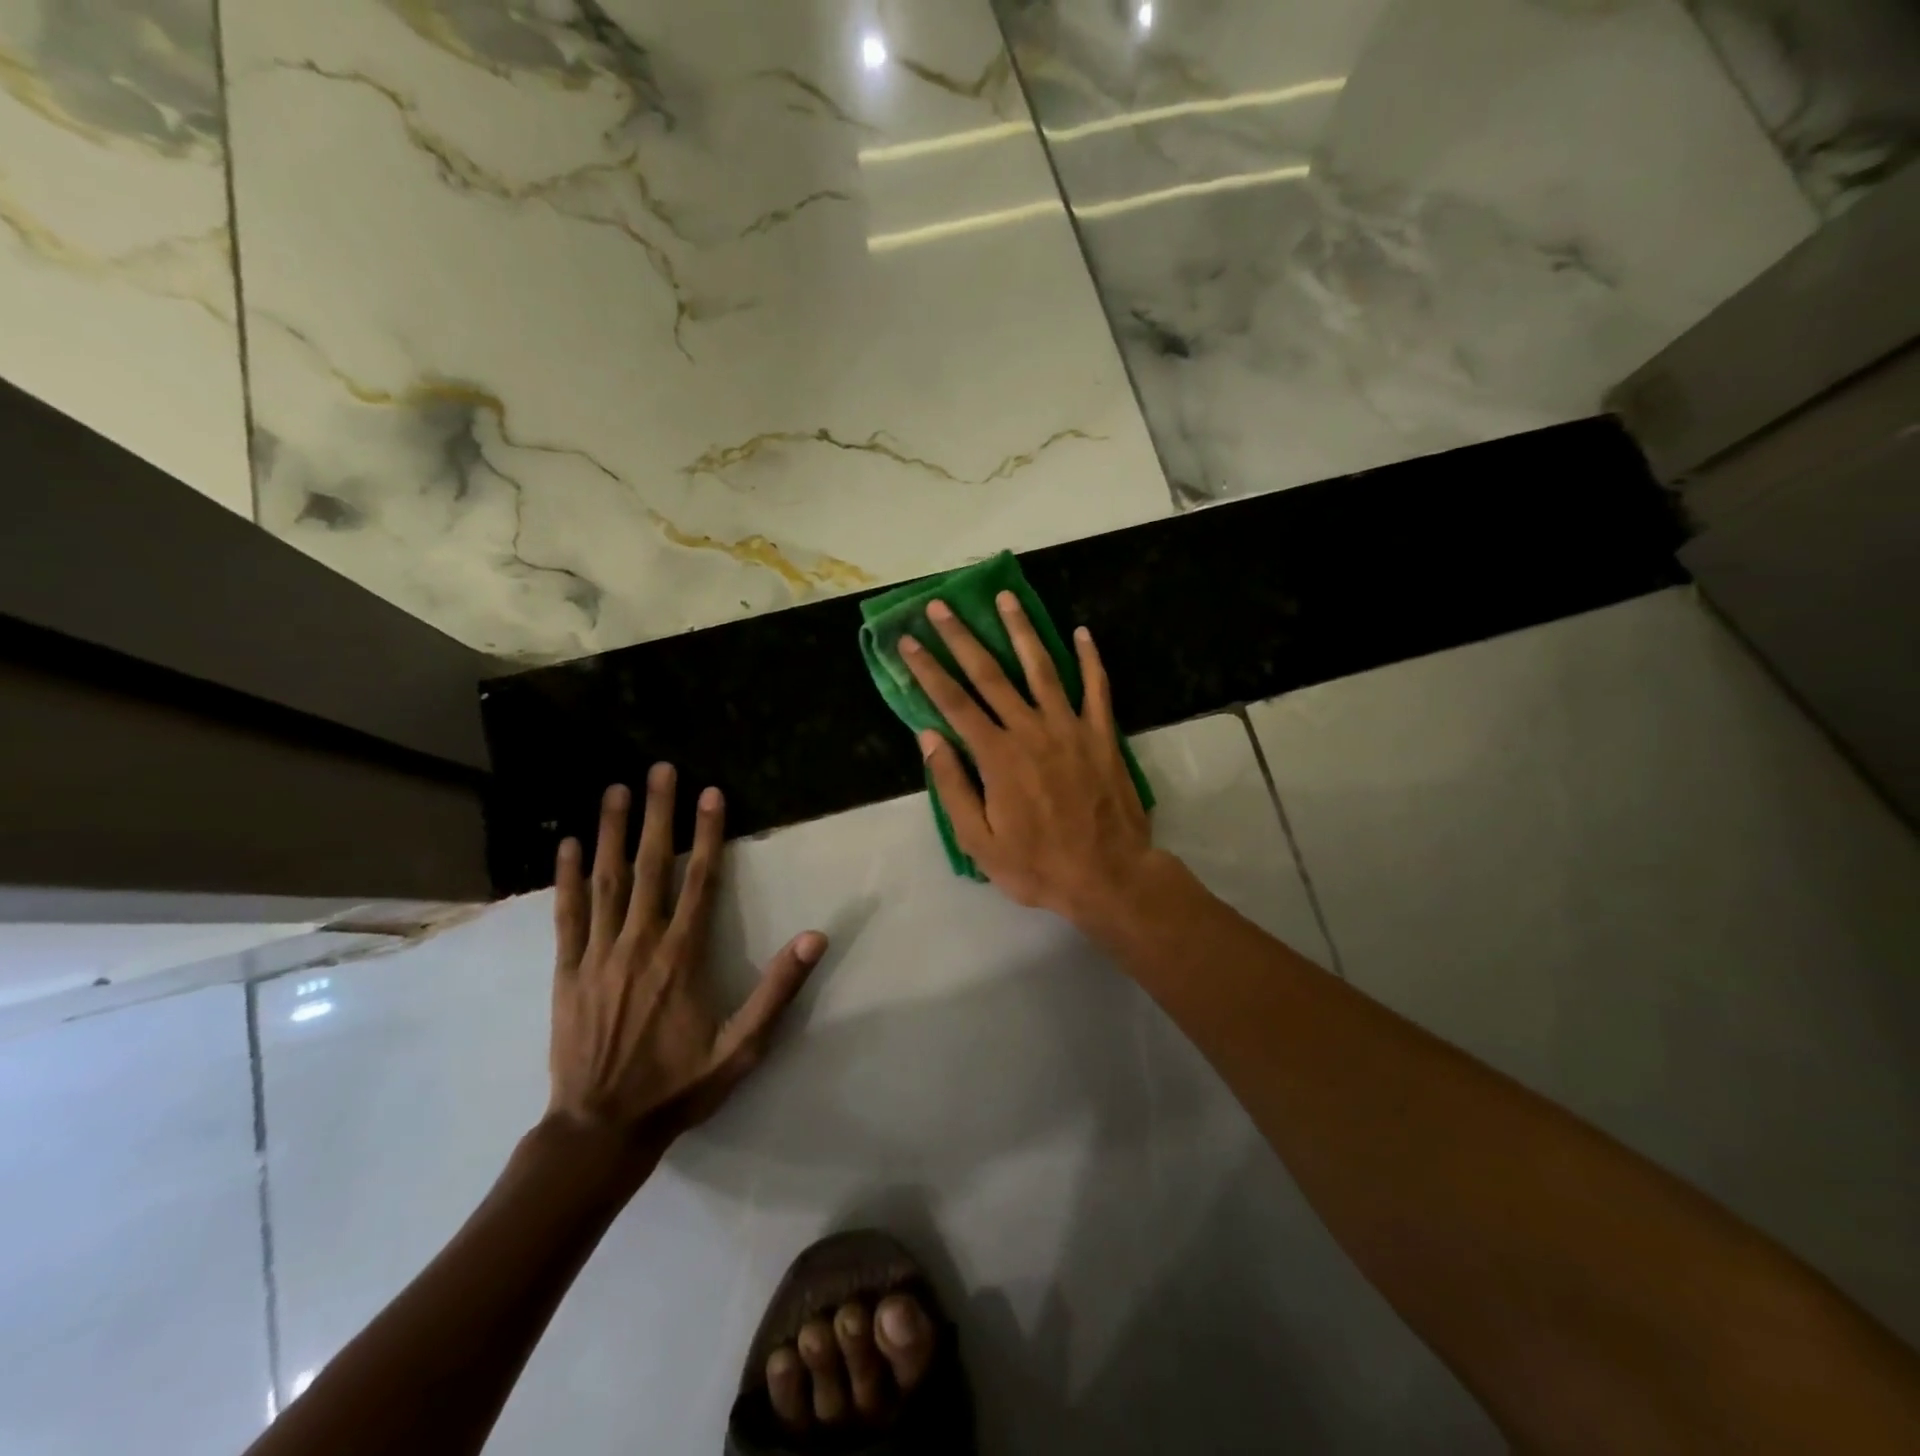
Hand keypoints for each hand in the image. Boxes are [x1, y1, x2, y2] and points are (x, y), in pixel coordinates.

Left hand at [547, 765, 826, 1147]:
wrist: (600, 1131)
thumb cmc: (678, 1086)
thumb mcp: (742, 1047)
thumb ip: (777, 990)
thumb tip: (815, 937)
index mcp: (682, 956)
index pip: (700, 880)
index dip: (707, 834)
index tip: (711, 793)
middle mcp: (639, 943)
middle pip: (650, 866)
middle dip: (657, 814)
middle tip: (659, 770)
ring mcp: (598, 954)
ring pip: (605, 881)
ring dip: (611, 831)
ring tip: (615, 789)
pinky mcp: (567, 971)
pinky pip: (567, 915)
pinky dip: (566, 877)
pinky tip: (569, 844)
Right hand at [901, 592, 1161, 927]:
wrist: (1109, 876)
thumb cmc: (1038, 865)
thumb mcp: (980, 841)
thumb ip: (952, 787)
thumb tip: (929, 737)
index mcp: (997, 756)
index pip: (953, 702)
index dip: (928, 670)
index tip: (908, 641)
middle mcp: (1030, 729)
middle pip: (990, 673)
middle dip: (962, 637)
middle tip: (942, 606)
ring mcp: (1070, 727)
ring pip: (1041, 667)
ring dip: (1021, 630)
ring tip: (1006, 597)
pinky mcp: (1102, 734)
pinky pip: (1096, 687)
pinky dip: (1090, 658)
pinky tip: (1081, 631)